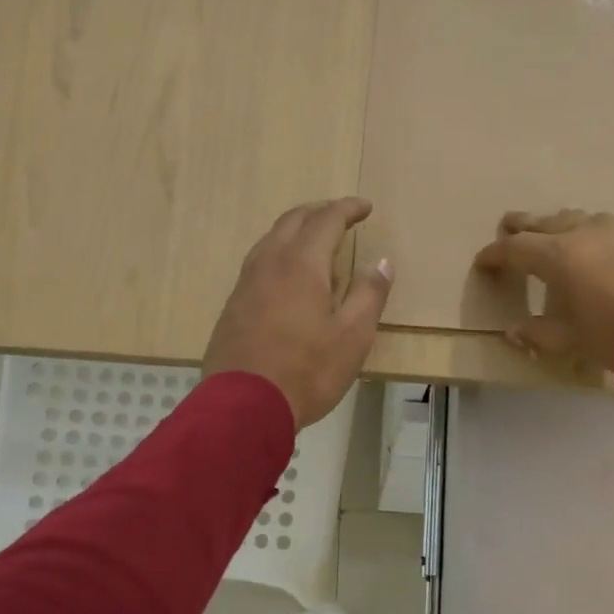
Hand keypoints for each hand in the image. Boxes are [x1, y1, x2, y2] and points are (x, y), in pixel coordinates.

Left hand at [203, 198, 392, 428]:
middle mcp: (269, 264)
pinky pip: (258, 262)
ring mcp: (245, 284)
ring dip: (295, 230)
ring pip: (270, 239)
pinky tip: (287, 275)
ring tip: (315, 240)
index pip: (326, 220)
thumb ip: (369, 295)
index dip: (348, 209)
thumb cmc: (307, 371)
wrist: (243, 406)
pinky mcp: (233, 306)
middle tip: (341, 215)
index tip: (365, 207)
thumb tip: (381, 262)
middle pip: (293, 221)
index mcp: (302, 265)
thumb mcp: (353, 337)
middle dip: (319, 212)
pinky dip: (279, 253)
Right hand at [472, 210, 613, 371]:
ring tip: (562, 231)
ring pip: (587, 220)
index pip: (517, 249)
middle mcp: (590, 233)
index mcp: (561, 256)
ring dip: (568, 224)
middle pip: (549, 222)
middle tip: (510, 221)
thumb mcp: (573, 341)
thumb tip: (515, 331)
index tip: (482, 261)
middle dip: (526, 224)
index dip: (496, 255)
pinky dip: (606, 238)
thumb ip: (540, 334)